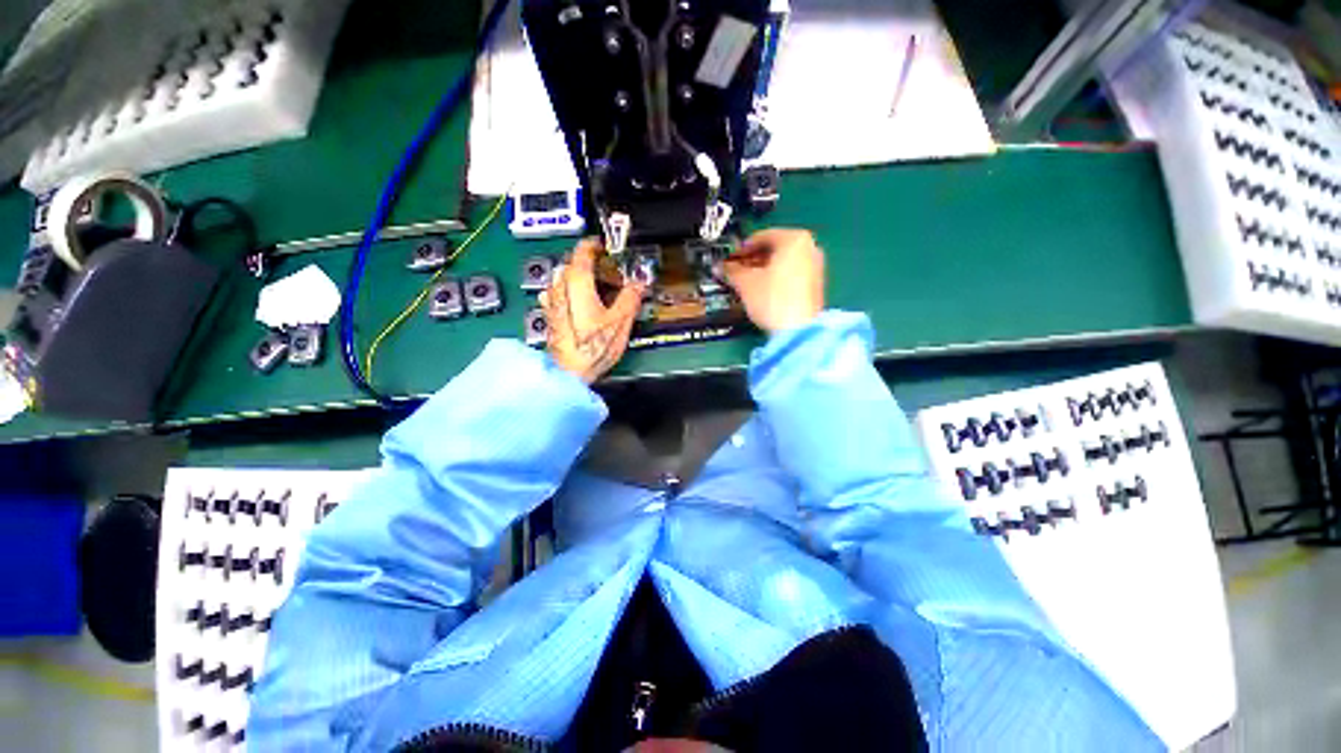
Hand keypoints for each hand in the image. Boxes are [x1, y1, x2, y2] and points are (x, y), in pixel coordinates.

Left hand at [540, 239, 645, 383]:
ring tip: (602, 292)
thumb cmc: (591, 348)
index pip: (583, 249)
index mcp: (577, 281)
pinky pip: (562, 294)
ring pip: (568, 279)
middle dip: (595, 266)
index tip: (608, 248)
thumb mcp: (620, 322)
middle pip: (575, 264)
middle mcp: (559, 286)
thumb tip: (639, 284)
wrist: (567, 373)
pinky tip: (586, 307)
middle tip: (613, 275)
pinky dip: (575, 294)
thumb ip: (631, 297)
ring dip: (584, 280)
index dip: (597, 245)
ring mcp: (552, 301)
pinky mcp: (550, 315)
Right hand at [722, 228, 824, 332]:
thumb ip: (732, 271)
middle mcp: (810, 248)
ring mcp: (816, 267)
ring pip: (783, 262)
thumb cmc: (772, 299)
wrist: (798, 330)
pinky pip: (791, 274)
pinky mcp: (815, 285)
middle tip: (736, 270)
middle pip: (774, 249)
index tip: (729, 258)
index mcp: (794, 239)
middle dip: (753, 259)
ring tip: (746, 282)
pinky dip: (776, 279)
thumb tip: (721, 267)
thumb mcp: (745, 283)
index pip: (761, 236)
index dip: (741, 248)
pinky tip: (762, 291)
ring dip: (763, 270)